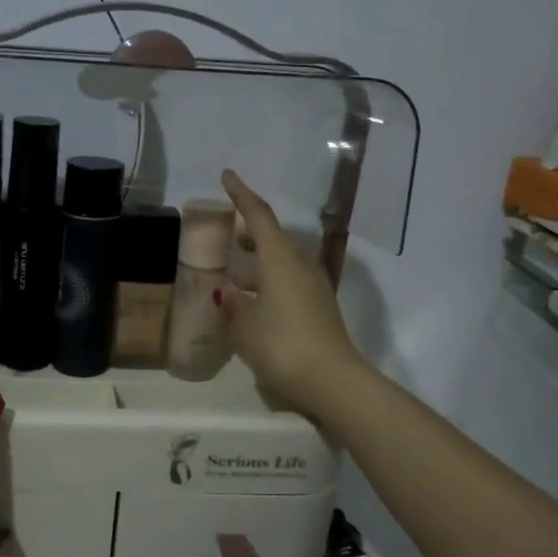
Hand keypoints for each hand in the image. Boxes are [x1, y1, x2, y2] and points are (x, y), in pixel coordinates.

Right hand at [219, 169, 366, 417]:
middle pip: (273, 236)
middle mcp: (299, 264)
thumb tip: (227, 292)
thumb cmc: (281, 344)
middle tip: (226, 232)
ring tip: (234, 266)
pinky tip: (253, 298)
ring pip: (282, 259)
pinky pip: (289, 280)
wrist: (331, 380)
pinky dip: (269, 279)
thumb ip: (232, 303)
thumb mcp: (244, 324)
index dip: (241, 195)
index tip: (227, 176)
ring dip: (259, 257)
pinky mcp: (319, 306)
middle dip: (249, 230)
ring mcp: (313, 286)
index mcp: (279, 258)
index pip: (259, 216)